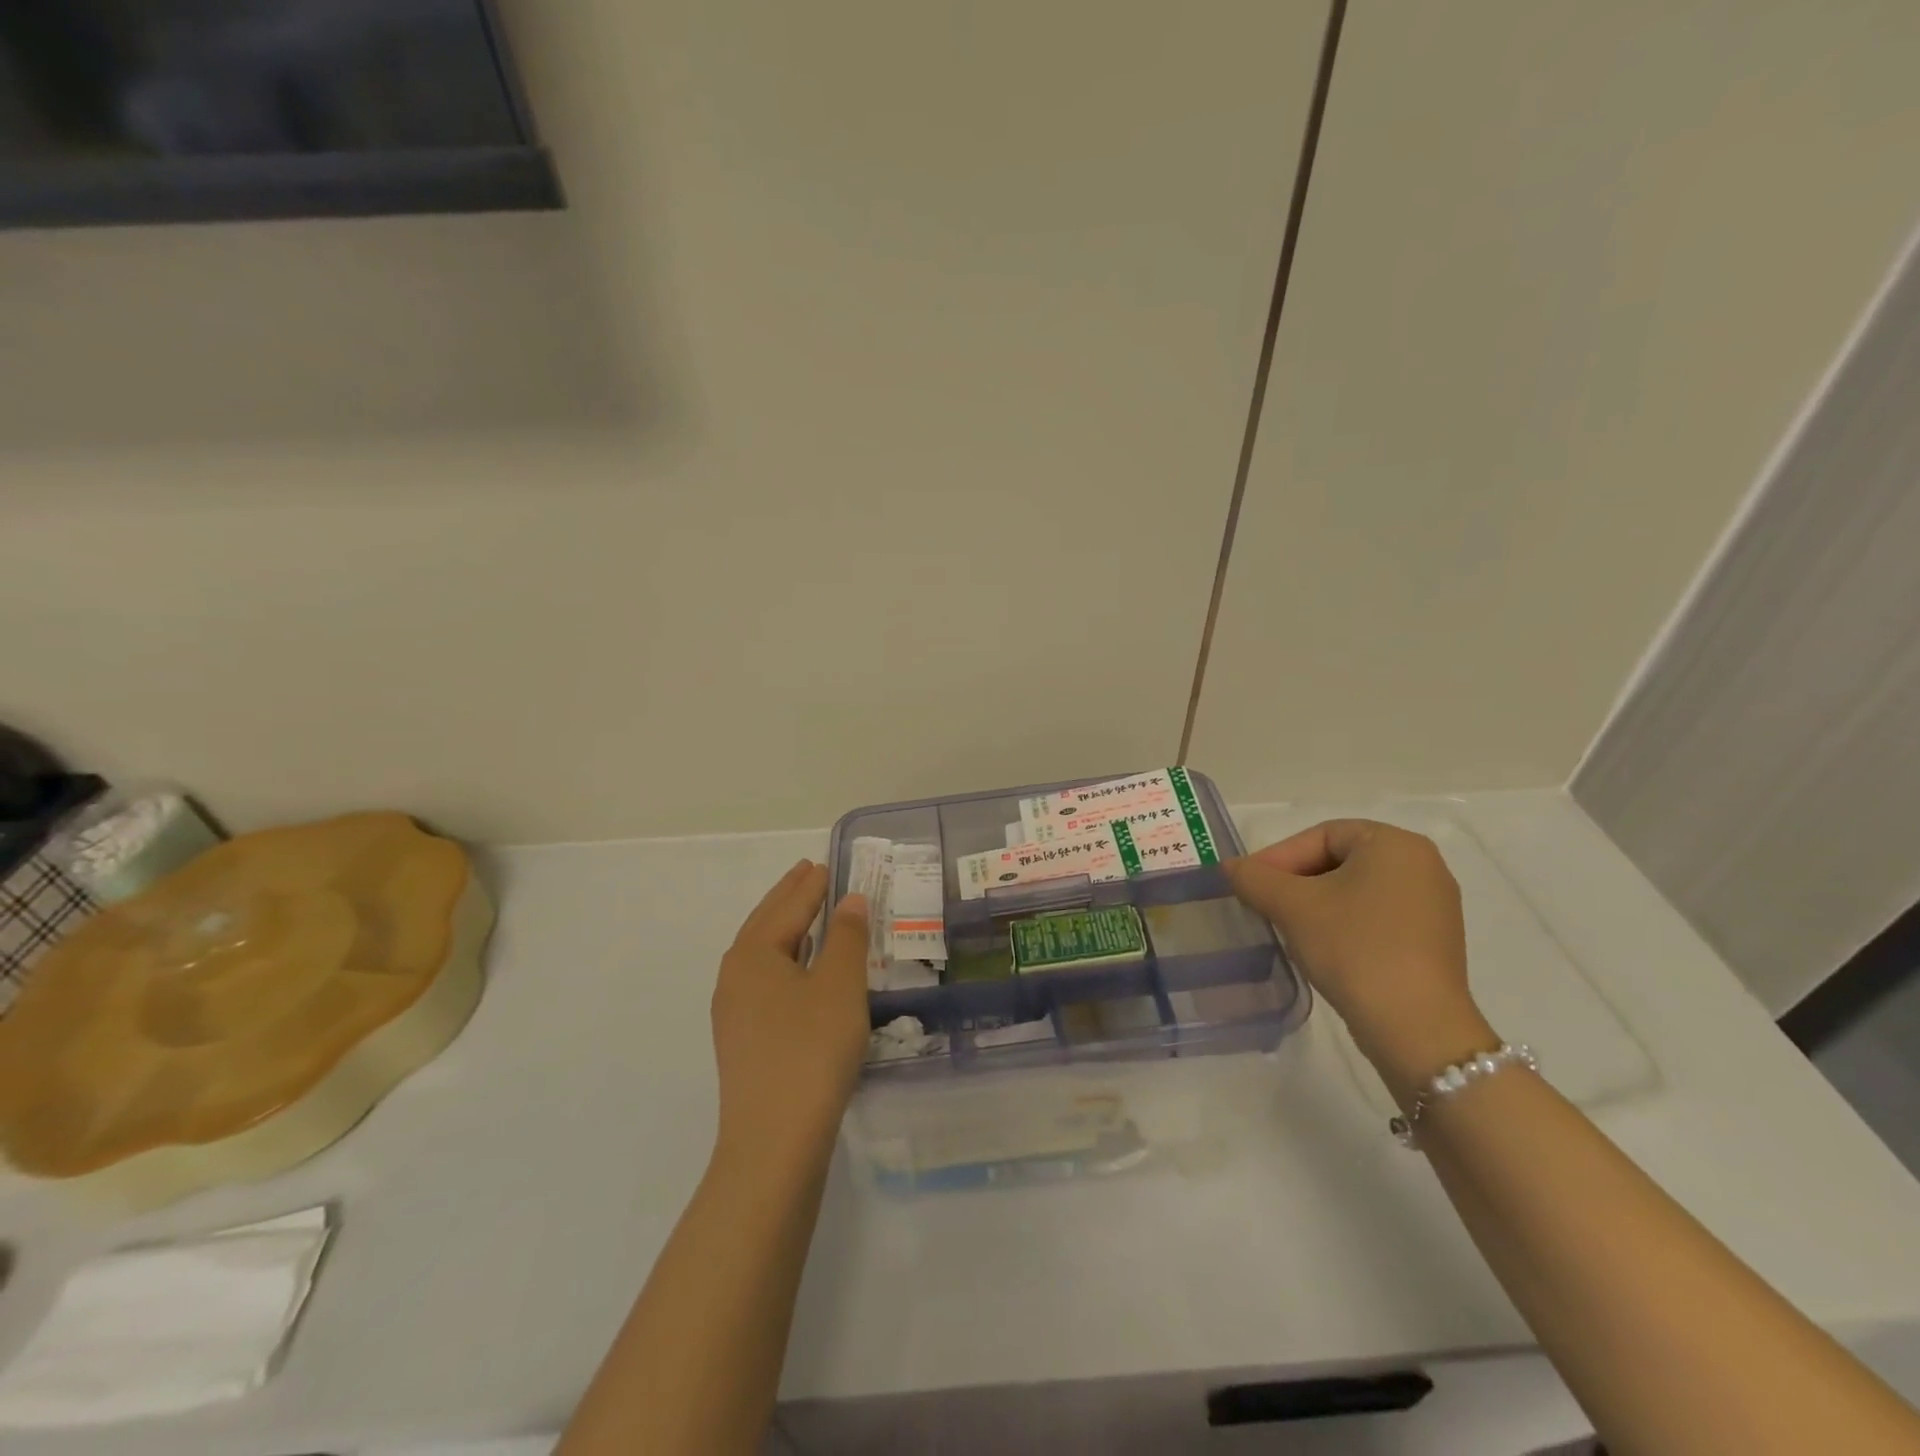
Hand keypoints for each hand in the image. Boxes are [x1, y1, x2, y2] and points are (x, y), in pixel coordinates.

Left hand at [711, 860, 869, 1161]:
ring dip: (785, 928)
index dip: (809, 885)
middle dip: (789, 898)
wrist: (774, 1141)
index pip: (787, 907)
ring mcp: (734, 1011)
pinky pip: (764, 980)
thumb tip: (848, 899)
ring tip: (807, 913)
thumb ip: (846, 936)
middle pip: (766, 924)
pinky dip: (785, 960)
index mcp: (754, 954)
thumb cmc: (811, 1050)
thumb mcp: (839, 986)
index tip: (822, 863)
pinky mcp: (743, 1040)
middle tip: (808, 873)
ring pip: (762, 954)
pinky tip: (801, 971)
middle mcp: (735, 976)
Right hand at [1224, 820, 1493, 1094]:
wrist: (1416, 1028)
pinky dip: (1344, 923)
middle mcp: (1423, 864)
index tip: (1250, 884)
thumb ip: (1254, 877)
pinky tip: (1322, 947)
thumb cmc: (1353, 948)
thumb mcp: (1291, 906)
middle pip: (1340, 859)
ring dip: (1316, 903)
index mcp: (1395, 844)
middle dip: (1296, 880)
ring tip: (1286, 926)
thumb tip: (1230, 867)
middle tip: (1263, 903)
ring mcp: (1434, 904)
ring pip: (1356, 889)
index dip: (1279, 857)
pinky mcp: (1433, 940)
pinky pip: (1377, 915)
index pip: (1322, 835)